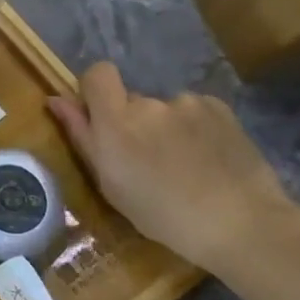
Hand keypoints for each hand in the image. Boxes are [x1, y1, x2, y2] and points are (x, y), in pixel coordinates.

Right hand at [47, 62, 299, 275]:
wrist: (243, 225)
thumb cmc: (164, 215)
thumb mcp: (110, 184)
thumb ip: (82, 136)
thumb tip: (55, 99)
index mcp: (116, 122)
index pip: (97, 74)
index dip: (95, 90)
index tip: (102, 118)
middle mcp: (149, 103)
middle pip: (132, 100)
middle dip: (135, 122)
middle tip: (150, 162)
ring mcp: (187, 103)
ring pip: (165, 110)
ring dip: (167, 128)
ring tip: (186, 166)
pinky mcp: (220, 108)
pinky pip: (195, 112)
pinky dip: (196, 130)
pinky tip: (209, 160)